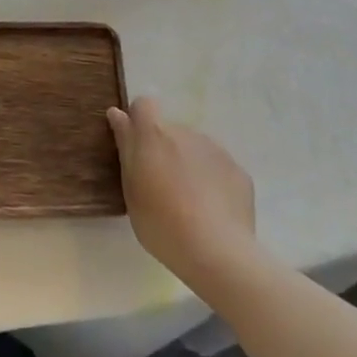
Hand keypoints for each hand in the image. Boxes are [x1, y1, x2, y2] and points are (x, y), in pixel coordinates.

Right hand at [107, 96, 255, 286]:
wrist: (217, 252)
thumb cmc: (161, 222)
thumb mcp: (131, 188)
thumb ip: (126, 147)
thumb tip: (118, 114)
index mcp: (154, 135)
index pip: (143, 105)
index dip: (138, 120)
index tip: (136, 147)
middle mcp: (186, 132)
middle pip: (170, 131)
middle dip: (164, 150)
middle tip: (162, 187)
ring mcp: (216, 150)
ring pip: (195, 149)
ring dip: (189, 165)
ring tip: (189, 203)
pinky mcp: (238, 170)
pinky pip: (218, 168)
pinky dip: (212, 181)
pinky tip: (212, 212)